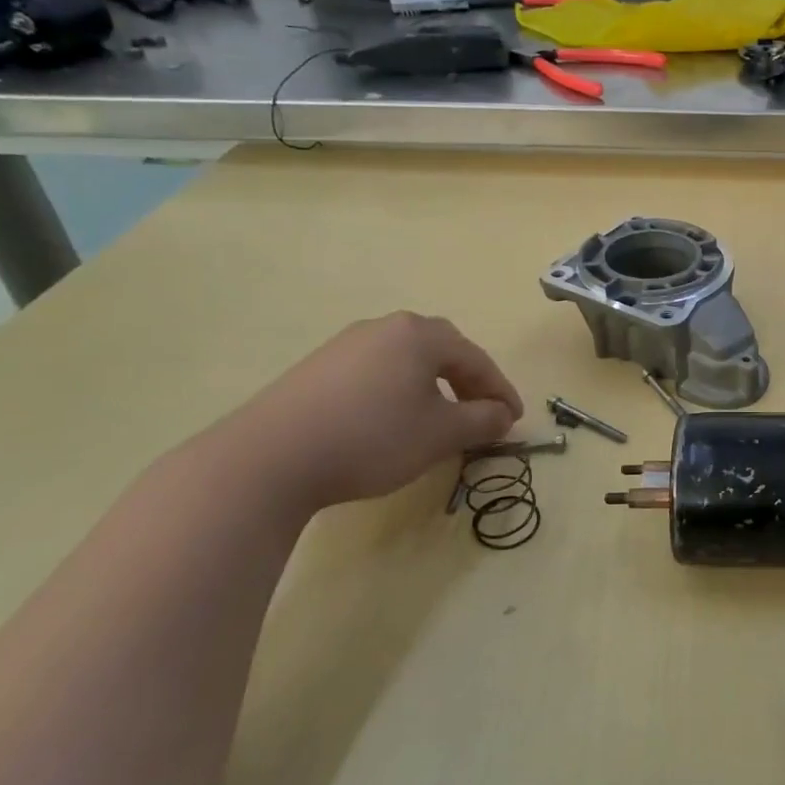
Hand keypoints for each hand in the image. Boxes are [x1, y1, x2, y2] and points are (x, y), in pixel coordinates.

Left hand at [231, 313, 523, 511]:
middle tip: (482, 412)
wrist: (270, 457)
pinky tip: (393, 420)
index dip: (501, 390)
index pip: (476, 358)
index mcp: (419, 334)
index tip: (515, 419)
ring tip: (440, 418)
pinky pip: (376, 371)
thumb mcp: (440, 435)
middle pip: (442, 350)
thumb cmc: (372, 438)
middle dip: (468, 381)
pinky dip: (399, 391)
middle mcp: (384, 328)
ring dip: (433, 385)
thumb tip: (503, 415)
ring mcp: (346, 344)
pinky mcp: (318, 367)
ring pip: (407, 360)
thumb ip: (482, 421)